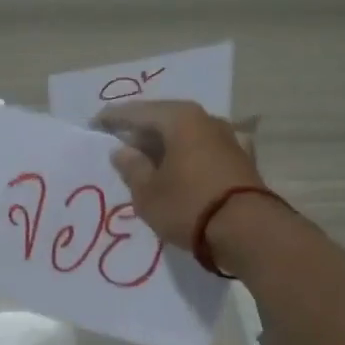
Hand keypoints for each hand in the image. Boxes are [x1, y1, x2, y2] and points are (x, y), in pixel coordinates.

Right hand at [92, 100, 264, 250]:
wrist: (249, 232)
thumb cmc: (189, 206)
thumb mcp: (148, 192)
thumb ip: (132, 168)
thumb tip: (123, 150)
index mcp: (180, 119)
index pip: (138, 112)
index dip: (114, 118)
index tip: (95, 123)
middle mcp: (207, 120)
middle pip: (166, 120)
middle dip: (142, 132)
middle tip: (121, 145)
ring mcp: (229, 139)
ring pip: (187, 136)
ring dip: (166, 146)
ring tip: (147, 162)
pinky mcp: (242, 161)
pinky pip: (204, 152)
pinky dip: (187, 158)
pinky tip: (181, 170)